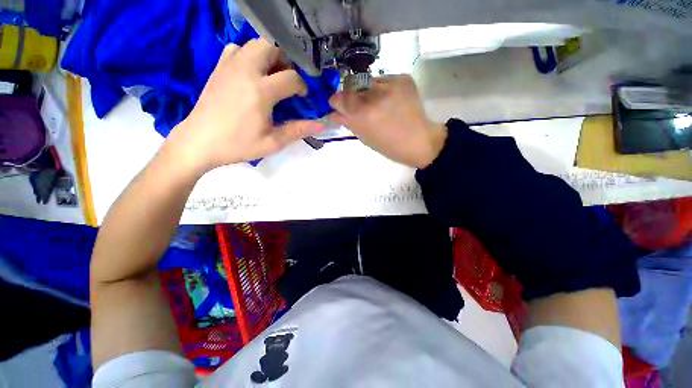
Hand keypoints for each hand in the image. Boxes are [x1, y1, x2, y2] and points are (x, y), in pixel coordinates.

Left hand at [166, 39, 323, 174]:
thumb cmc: (238, 145)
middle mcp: (245, 70)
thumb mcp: (272, 142)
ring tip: (273, 77)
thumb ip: (298, 130)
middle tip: (289, 80)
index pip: (291, 78)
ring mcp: (229, 66)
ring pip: (255, 44)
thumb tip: (321, 124)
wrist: (200, 141)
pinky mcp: (219, 67)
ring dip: (269, 56)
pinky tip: (252, 74)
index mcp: (260, 91)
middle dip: (286, 61)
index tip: (302, 98)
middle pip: (273, 47)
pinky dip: (250, 56)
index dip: (302, 86)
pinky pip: (237, 49)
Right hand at [328, 74, 446, 168]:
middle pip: (352, 86)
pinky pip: (384, 80)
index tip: (339, 106)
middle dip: (353, 97)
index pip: (339, 97)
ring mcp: (391, 83)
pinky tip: (391, 101)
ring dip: (368, 92)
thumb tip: (333, 114)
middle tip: (362, 108)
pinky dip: (383, 90)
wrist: (419, 141)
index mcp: (364, 113)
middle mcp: (375, 94)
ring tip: (380, 105)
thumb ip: (347, 122)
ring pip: (368, 81)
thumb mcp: (365, 138)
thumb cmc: (389, 146)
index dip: (337, 102)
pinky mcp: (403, 77)